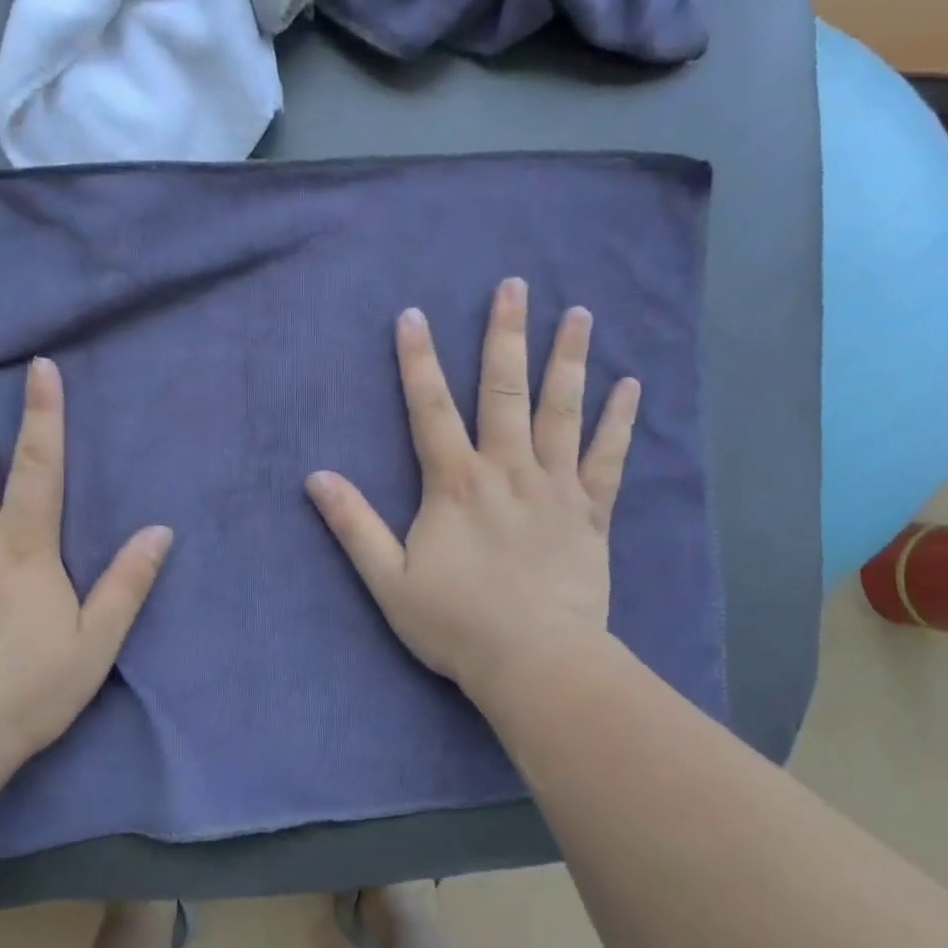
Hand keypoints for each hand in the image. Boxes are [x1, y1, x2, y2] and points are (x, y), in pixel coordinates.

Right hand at [305, 278, 637, 703]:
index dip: (417, 361)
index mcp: (455, 484)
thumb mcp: (389, 581)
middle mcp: (506, 470)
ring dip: (568, 360)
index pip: (430, 409)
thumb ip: (354, 526)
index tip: (414, 315)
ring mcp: (554, 487)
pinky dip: (619, 421)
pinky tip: (631, 385)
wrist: (535, 662)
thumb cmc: (457, 624)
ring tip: (579, 314)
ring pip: (562, 411)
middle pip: (504, 391)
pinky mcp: (590, 512)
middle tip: (514, 286)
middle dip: (505, 336)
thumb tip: (315, 478)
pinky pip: (607, 458)